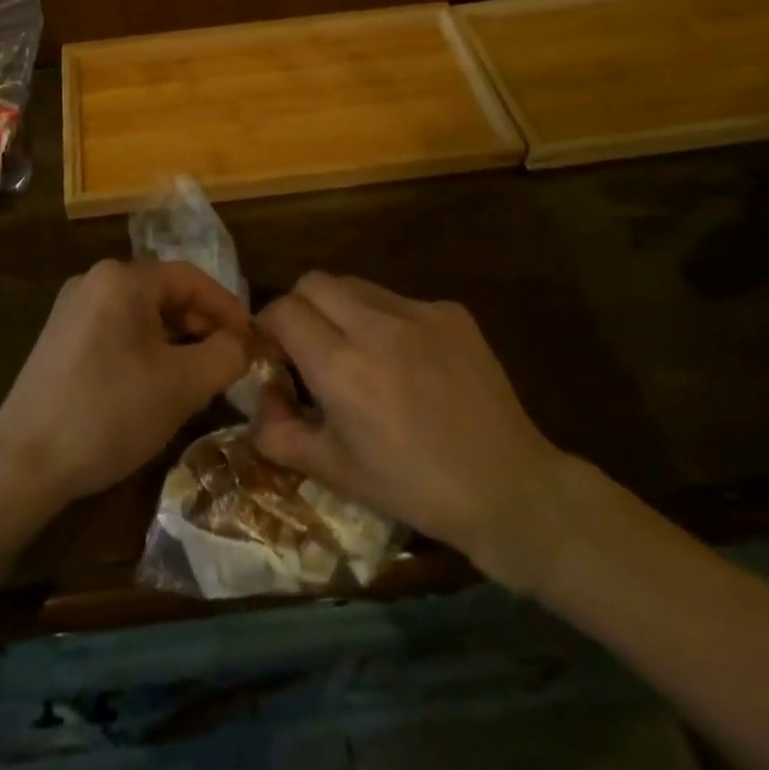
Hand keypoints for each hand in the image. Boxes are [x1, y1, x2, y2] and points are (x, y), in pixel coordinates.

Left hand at [0, 260, 252, 510]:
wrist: (24, 462)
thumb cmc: (110, 412)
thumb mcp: (182, 385)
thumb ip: (226, 355)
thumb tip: (243, 343)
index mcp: (122, 279)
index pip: (191, 278)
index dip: (228, 308)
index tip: (253, 342)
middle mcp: (94, 280)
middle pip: (165, 294)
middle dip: (202, 327)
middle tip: (228, 364)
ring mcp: (71, 309)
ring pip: (141, 315)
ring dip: (176, 342)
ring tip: (197, 380)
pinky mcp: (59, 339)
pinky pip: (117, 331)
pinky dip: (146, 351)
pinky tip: (155, 386)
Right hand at [252, 272, 572, 592]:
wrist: (509, 488)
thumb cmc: (413, 487)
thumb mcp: (335, 471)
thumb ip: (278, 432)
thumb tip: (259, 398)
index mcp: (341, 367)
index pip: (282, 311)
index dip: (268, 327)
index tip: (275, 353)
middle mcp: (375, 326)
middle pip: (313, 282)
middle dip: (300, 308)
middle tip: (311, 346)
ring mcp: (418, 313)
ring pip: (355, 285)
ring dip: (341, 309)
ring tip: (359, 351)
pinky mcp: (452, 312)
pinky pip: (399, 300)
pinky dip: (388, 321)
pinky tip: (409, 362)